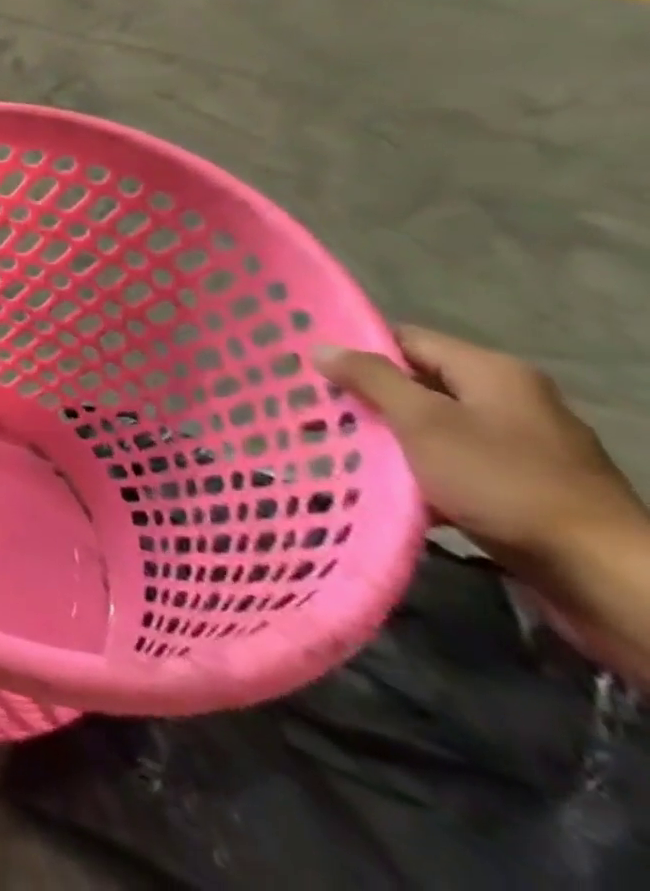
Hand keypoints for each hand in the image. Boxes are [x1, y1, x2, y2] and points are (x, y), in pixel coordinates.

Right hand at [314, 327, 648, 570]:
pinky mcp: (524, 486)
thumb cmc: (504, 482)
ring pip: (433, 428)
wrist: (601, 574)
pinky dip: (419, 472)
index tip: (312, 373)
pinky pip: (454, 464)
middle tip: (317, 415)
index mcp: (492, 372)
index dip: (358, 351)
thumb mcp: (424, 422)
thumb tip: (323, 348)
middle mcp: (511, 399)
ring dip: (389, 440)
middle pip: (419, 385)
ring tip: (341, 452)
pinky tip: (389, 489)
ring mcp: (522, 446)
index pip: (406, 339)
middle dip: (368, 401)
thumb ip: (371, 379)